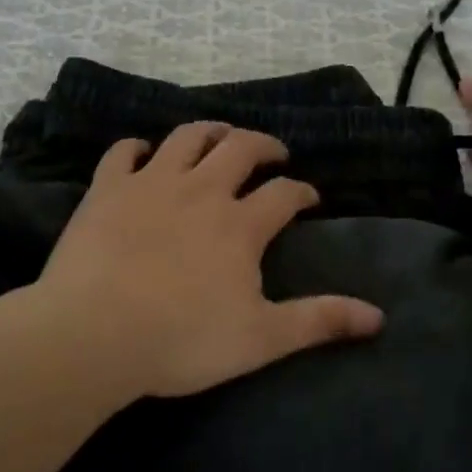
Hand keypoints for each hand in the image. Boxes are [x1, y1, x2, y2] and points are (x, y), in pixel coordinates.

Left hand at [34, 122, 384, 398]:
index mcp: (240, 224)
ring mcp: (151, 182)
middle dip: (263, 145)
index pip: (284, 193)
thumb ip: (319, 321)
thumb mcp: (261, 338)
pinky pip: (122, 152)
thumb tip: (378, 317)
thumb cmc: (181, 339)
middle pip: (240, 148)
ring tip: (221, 137)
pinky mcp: (107, 188)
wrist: (93, 334)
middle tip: (273, 153)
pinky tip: (142, 152)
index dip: (302, 191)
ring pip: (187, 137)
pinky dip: (135, 147)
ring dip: (210, 131)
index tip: (309, 197)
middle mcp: (201, 189)